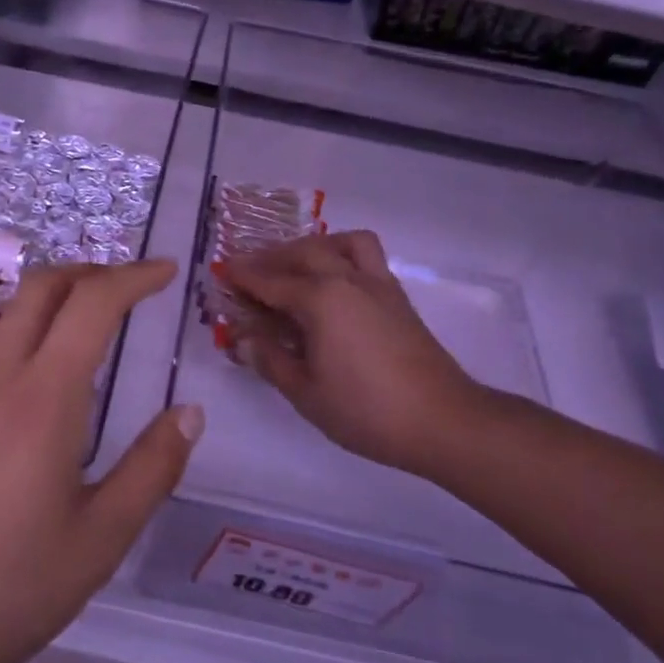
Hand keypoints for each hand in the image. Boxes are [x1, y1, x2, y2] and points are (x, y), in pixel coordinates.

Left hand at [0, 260, 202, 662]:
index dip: (135, 277)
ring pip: (5, 313)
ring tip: (80, 333)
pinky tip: (18, 377)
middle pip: (42, 286)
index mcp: (42, 399)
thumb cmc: (3, 592)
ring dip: (49, 303)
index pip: (93, 303)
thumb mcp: (98, 542)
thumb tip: (189, 413)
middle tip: (128, 289)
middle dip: (91, 273)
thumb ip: (152, 469)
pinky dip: (11, 335)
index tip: (166, 272)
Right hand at [218, 231, 491, 478]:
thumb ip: (270, 360)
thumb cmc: (365, 410)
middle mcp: (347, 279)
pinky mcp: (398, 297)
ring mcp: (378, 285)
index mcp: (320, 299)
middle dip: (271, 257)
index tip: (221, 271)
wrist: (442, 420)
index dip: (242, 276)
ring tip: (297, 266)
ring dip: (314, 246)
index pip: (270, 281)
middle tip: (250, 271)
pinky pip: (367, 257)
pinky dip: (342, 256)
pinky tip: (333, 285)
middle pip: (303, 252)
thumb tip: (241, 340)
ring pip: (342, 243)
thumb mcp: (305, 392)